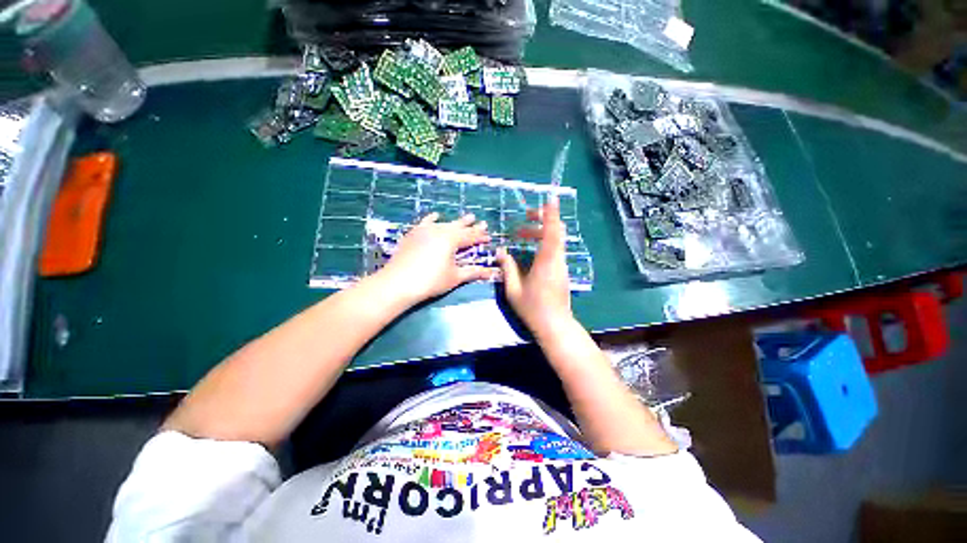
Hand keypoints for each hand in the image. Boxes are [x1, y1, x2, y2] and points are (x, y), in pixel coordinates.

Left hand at [378, 213, 496, 303]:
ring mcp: (424, 231)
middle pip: (459, 227)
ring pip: (444, 224)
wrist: (398, 283)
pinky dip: (432, 219)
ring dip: (456, 222)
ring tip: (466, 217)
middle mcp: (439, 230)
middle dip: (471, 226)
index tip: (489, 236)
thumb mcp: (455, 277)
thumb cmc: (431, 281)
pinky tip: (436, 215)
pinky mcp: (413, 234)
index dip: (480, 237)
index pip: (470, 236)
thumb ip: (473, 272)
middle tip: (481, 222)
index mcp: (451, 240)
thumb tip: (492, 272)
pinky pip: (425, 222)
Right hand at [497, 196, 574, 337]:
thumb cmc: (533, 308)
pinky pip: (555, 248)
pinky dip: (543, 242)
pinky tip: (529, 249)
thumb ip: (507, 268)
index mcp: (546, 261)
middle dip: (542, 219)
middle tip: (525, 218)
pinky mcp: (561, 270)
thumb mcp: (513, 290)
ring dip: (540, 232)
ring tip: (521, 236)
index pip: (552, 232)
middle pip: (556, 231)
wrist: (555, 325)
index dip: (551, 214)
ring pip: (556, 239)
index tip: (550, 198)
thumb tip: (501, 252)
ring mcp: (561, 265)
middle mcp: (557, 259)